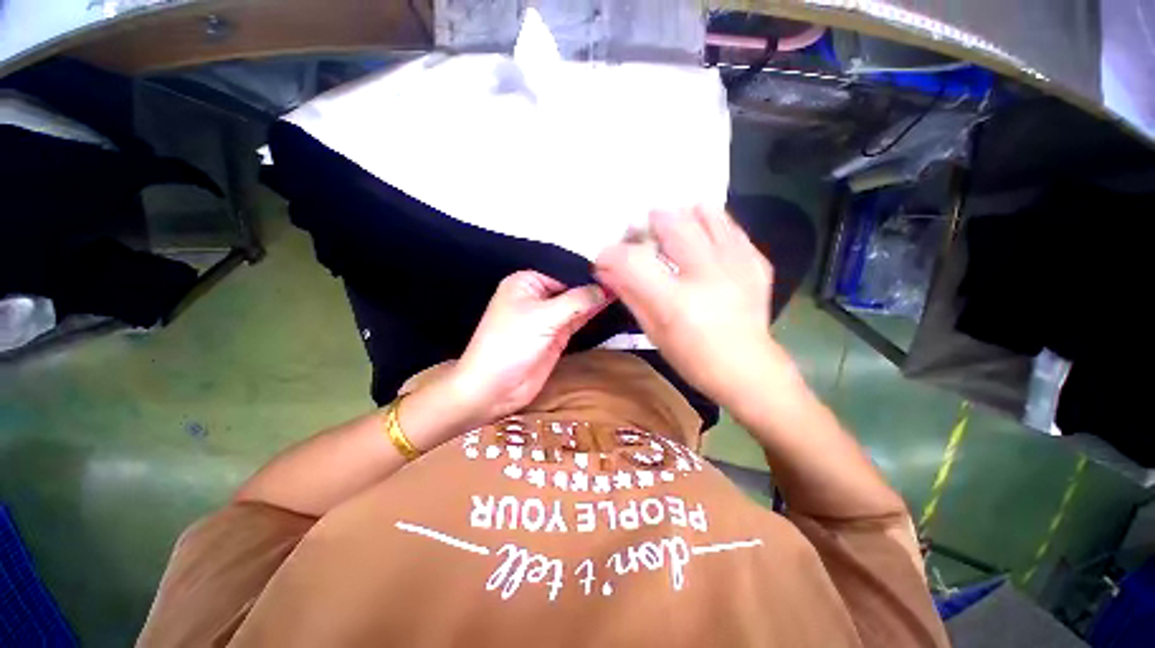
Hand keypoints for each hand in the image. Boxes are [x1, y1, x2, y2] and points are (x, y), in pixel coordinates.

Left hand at [445, 271, 610, 425]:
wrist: (495, 388)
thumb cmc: (511, 343)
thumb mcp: (544, 317)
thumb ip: (577, 301)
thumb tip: (606, 288)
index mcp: (526, 282)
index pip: (563, 271)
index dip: (587, 273)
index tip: (614, 271)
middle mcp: (537, 296)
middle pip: (570, 288)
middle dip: (593, 286)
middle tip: (624, 279)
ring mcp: (547, 318)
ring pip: (576, 304)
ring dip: (595, 300)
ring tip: (622, 289)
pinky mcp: (556, 336)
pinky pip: (577, 320)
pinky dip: (591, 314)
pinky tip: (609, 304)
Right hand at [595, 207, 792, 405]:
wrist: (748, 369)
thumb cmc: (692, 358)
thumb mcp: (653, 331)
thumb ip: (629, 295)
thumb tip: (605, 270)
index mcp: (676, 302)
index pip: (633, 260)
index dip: (611, 254)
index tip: (606, 257)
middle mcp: (708, 276)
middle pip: (673, 223)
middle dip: (650, 222)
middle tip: (643, 232)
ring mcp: (737, 266)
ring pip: (707, 214)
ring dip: (683, 216)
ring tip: (675, 230)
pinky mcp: (757, 263)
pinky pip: (731, 228)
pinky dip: (711, 226)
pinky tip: (704, 240)